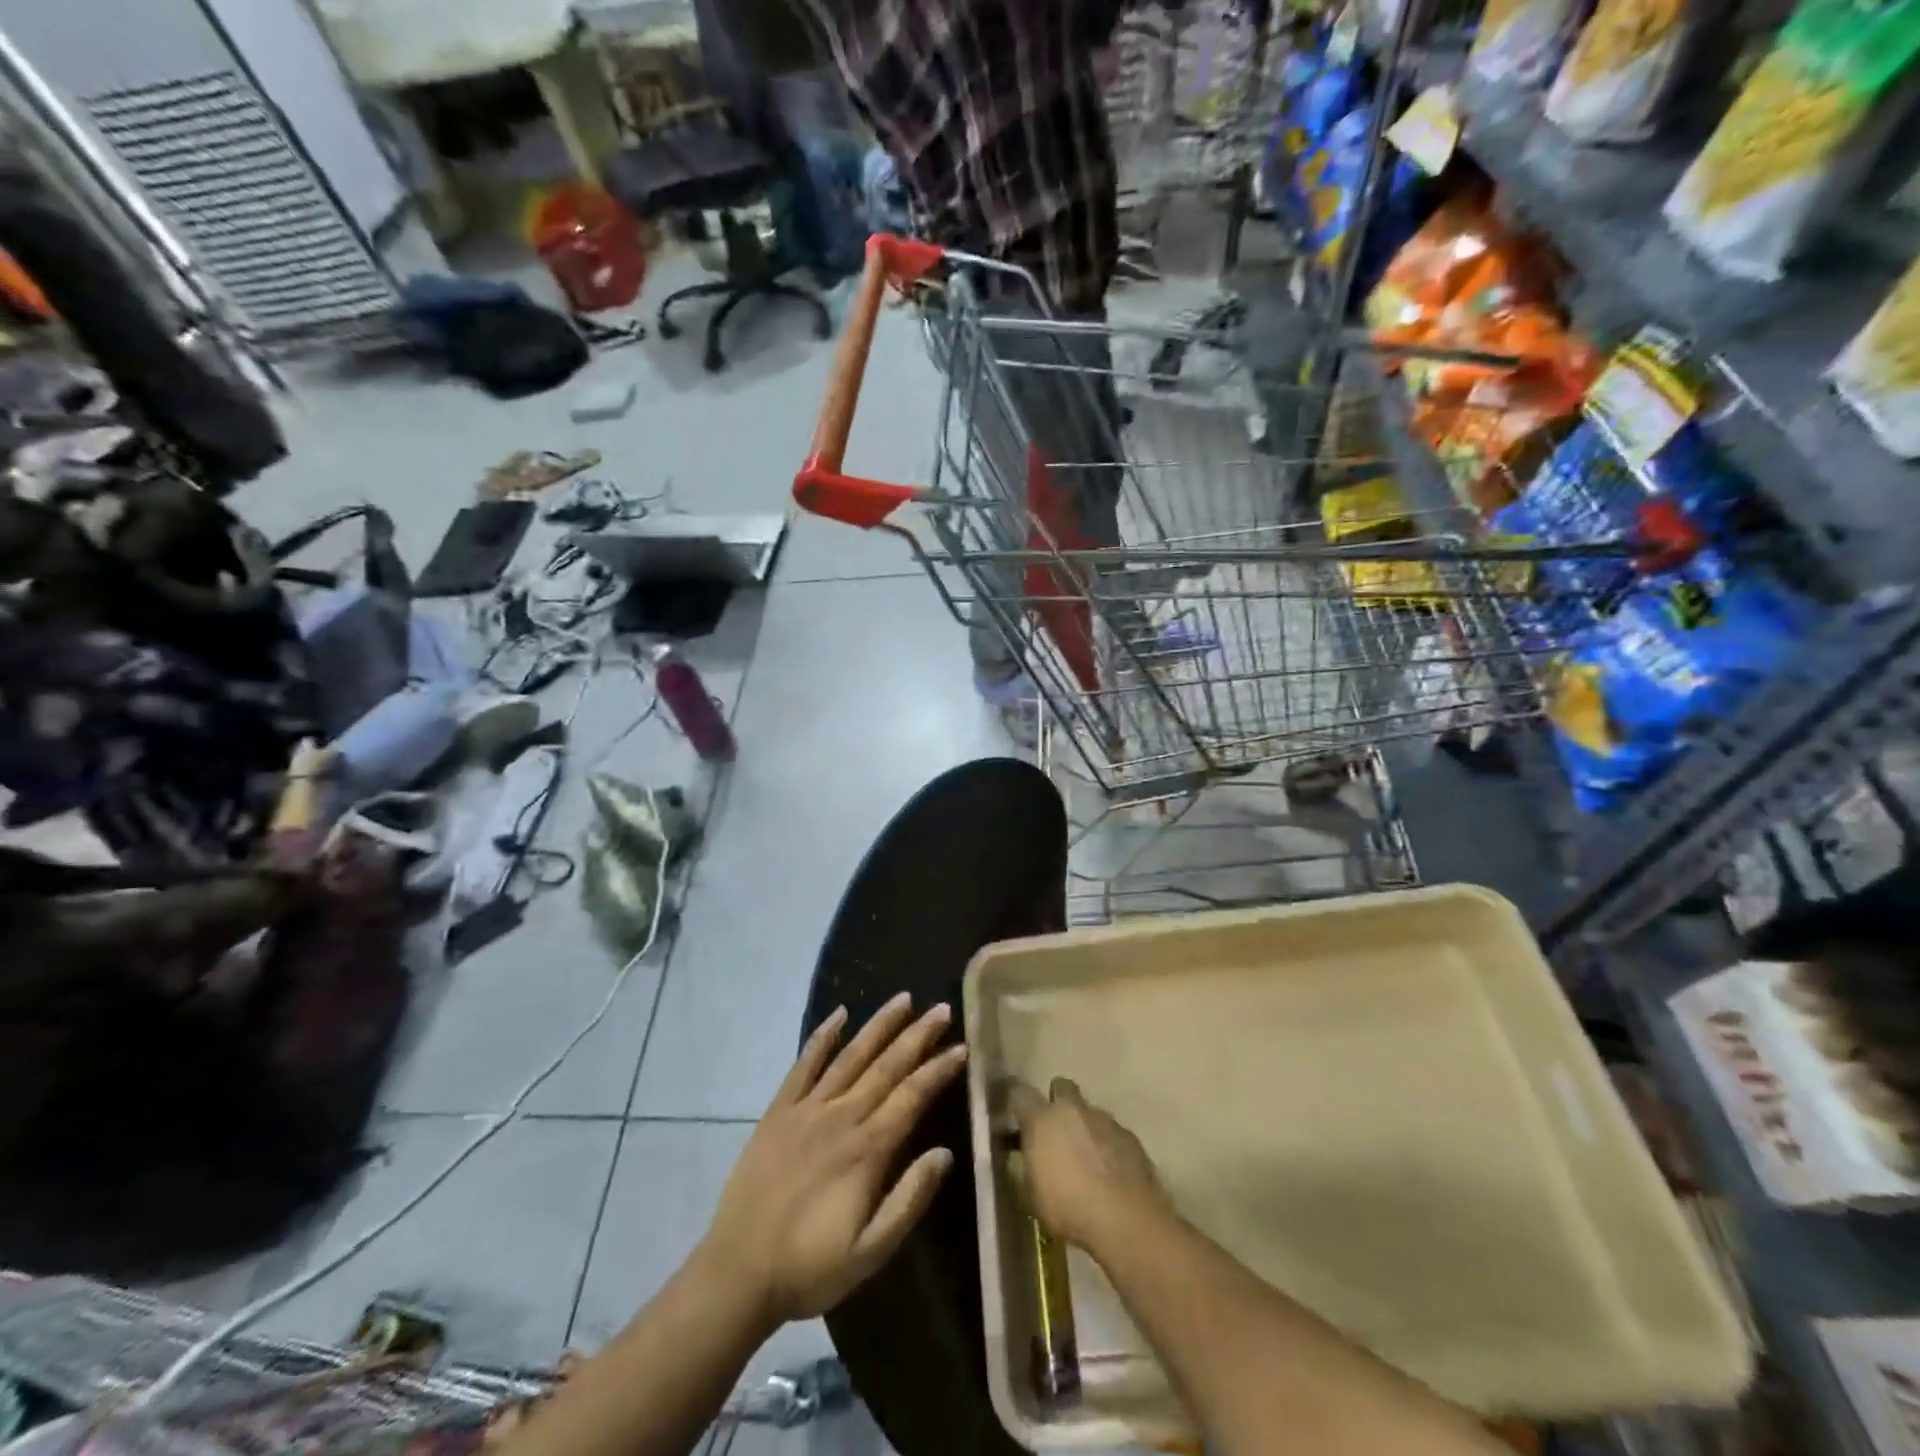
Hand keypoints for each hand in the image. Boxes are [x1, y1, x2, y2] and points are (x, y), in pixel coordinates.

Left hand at [700, 993, 967, 1327]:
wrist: (737, 1273)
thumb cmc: (810, 1267)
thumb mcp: (870, 1252)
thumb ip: (909, 1199)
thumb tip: (945, 1153)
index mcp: (867, 1149)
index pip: (912, 1096)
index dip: (938, 1070)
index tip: (961, 1047)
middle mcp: (841, 1117)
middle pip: (886, 1067)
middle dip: (917, 1036)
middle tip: (942, 1009)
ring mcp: (807, 1109)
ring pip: (851, 1056)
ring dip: (878, 1026)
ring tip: (902, 999)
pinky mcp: (779, 1111)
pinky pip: (804, 1064)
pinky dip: (822, 1037)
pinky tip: (838, 1014)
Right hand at [1012, 1077, 1168, 1253]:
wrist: (1126, 1219)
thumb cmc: (1069, 1208)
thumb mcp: (1032, 1197)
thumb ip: (1026, 1168)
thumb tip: (1025, 1158)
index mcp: (1042, 1120)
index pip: (1020, 1093)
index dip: (1018, 1103)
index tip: (1018, 1117)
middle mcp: (1072, 1110)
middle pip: (1062, 1088)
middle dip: (1058, 1102)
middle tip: (1056, 1131)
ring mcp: (1104, 1120)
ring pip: (1089, 1112)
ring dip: (1085, 1128)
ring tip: (1087, 1160)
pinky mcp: (1129, 1136)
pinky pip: (1112, 1132)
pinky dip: (1108, 1145)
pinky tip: (1110, 1171)